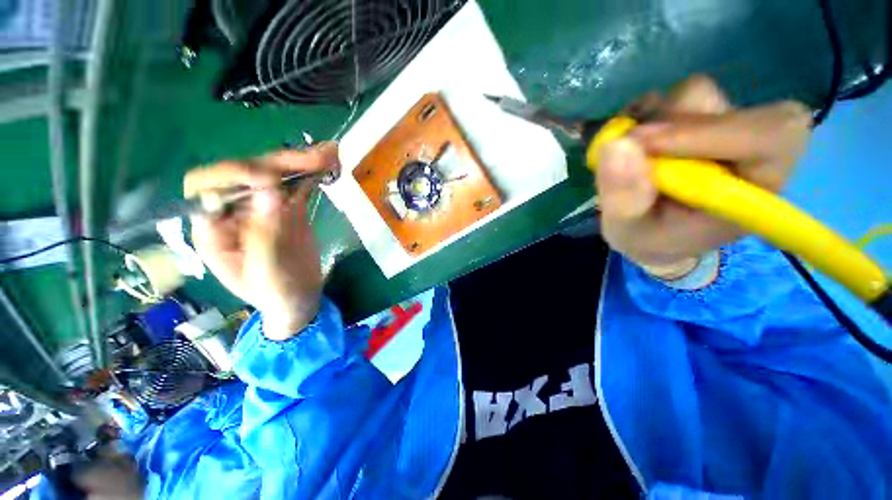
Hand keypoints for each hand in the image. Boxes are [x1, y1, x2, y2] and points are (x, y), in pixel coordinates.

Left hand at [184, 143, 338, 339]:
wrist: (298, 298)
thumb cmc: (275, 293)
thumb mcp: (267, 271)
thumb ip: (266, 232)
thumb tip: (270, 189)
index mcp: (214, 228)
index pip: (209, 187)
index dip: (235, 175)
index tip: (272, 179)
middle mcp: (234, 211)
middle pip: (248, 174)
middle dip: (280, 163)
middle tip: (316, 158)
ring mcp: (264, 208)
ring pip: (276, 175)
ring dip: (301, 162)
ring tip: (330, 153)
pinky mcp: (288, 210)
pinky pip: (297, 186)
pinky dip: (312, 174)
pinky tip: (329, 165)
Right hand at [596, 75, 812, 277]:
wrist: (653, 233)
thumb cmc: (649, 239)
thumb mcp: (628, 232)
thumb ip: (624, 198)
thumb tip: (616, 145)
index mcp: (752, 189)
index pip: (769, 136)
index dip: (710, 130)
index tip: (644, 143)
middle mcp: (747, 151)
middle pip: (726, 106)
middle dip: (669, 125)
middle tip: (630, 147)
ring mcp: (722, 130)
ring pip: (696, 94)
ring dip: (652, 119)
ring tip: (628, 152)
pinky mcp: (696, 120)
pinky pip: (671, 97)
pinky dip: (643, 113)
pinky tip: (630, 142)